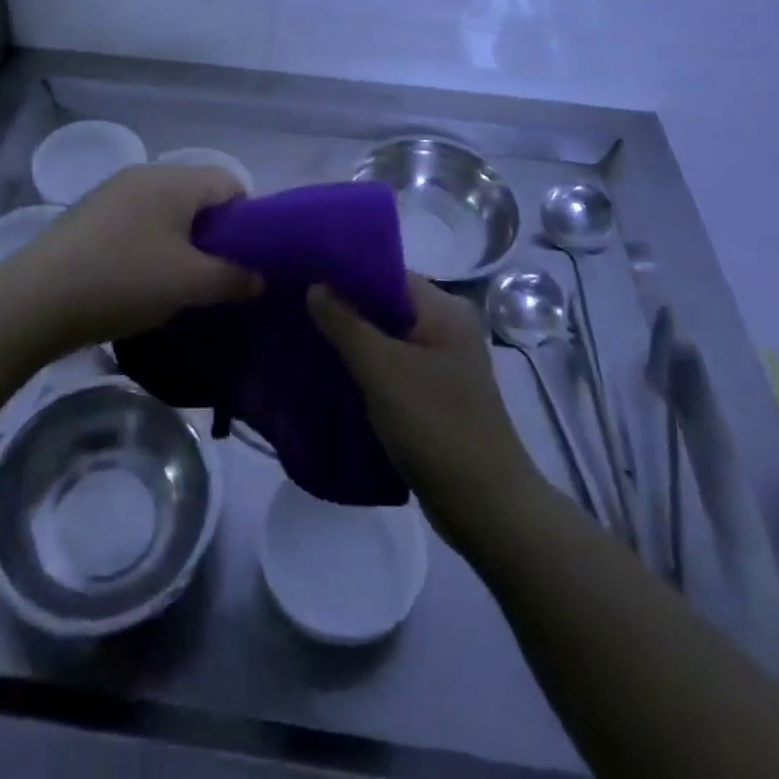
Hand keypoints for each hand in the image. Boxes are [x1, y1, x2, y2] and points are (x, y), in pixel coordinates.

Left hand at [5, 163, 259, 355]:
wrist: (35, 299)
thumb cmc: (123, 280)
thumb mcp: (189, 284)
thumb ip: (233, 277)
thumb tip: (260, 276)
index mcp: (174, 180)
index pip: (230, 182)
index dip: (248, 218)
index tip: (246, 258)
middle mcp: (144, 174)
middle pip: (198, 194)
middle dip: (216, 232)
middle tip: (217, 274)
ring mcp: (112, 192)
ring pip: (166, 209)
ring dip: (182, 240)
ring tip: (180, 282)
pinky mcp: (90, 214)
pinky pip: (138, 220)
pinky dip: (151, 243)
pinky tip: (141, 279)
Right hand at [310, 275, 541, 549]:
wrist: (485, 508)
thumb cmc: (436, 427)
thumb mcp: (383, 370)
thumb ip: (345, 324)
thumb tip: (315, 285)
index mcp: (443, 308)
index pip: (386, 272)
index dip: (344, 271)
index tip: (301, 272)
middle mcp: (446, 326)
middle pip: (384, 302)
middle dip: (341, 305)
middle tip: (293, 304)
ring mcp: (441, 361)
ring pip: (385, 336)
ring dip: (349, 337)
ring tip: (301, 333)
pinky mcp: (433, 393)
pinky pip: (390, 364)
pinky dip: (362, 365)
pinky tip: (328, 370)